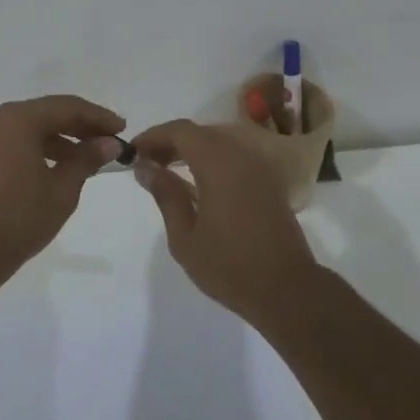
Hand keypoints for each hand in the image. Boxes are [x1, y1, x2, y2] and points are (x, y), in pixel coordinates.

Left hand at [0, 96, 126, 282]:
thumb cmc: (19, 218)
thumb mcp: (62, 189)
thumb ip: (86, 158)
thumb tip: (108, 143)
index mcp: (17, 119)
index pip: (67, 107)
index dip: (98, 117)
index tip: (122, 128)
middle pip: (46, 113)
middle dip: (79, 126)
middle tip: (109, 140)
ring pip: (29, 127)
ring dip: (60, 138)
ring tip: (89, 157)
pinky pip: (14, 141)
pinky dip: (38, 148)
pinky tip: (58, 166)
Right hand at [130, 119, 319, 320]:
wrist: (286, 289)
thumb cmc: (229, 266)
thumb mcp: (184, 235)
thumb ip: (165, 195)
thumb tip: (145, 167)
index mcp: (219, 163)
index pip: (181, 131)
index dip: (154, 136)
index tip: (132, 151)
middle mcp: (241, 156)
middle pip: (201, 133)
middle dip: (171, 142)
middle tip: (146, 162)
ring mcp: (259, 168)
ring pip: (219, 143)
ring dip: (191, 150)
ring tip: (166, 170)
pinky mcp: (269, 183)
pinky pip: (234, 158)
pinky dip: (211, 161)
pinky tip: (196, 183)